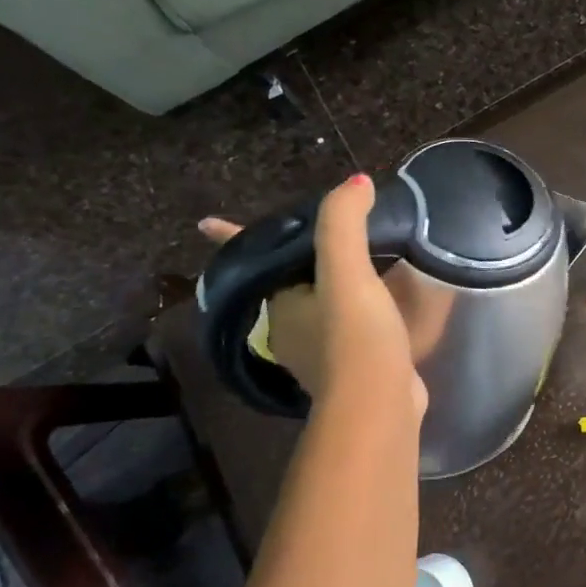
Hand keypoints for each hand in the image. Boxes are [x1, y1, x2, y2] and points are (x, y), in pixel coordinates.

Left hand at [201, 175, 425, 419]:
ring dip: (325, 288)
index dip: (233, 238)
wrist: (378, 404)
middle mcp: (290, 329)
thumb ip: (344, 223)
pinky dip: (355, 313)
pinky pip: (346, 329)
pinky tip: (376, 305)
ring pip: (315, 308)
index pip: (249, 261)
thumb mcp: (346, 272)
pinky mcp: (351, 369)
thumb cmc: (353, 337)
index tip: (208, 222)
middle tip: (310, 236)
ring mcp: (319, 353)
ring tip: (348, 265)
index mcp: (280, 304)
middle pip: (283, 285)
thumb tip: (356, 183)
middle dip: (290, 263)